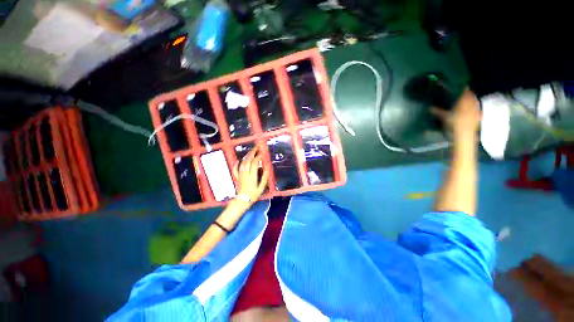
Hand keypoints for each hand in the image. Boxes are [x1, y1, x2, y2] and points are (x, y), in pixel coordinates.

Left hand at [232, 146, 268, 204]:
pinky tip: (238, 160)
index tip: (262, 153)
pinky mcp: (237, 177)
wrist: (242, 200)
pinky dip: (236, 163)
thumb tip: (267, 169)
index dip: (258, 157)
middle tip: (256, 147)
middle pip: (248, 160)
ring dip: (246, 156)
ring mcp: (240, 175)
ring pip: (242, 163)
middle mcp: (245, 173)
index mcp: (252, 176)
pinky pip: (235, 169)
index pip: (254, 163)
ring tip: (251, 151)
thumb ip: (264, 178)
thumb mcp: (261, 187)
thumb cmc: (253, 195)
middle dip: (252, 153)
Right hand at [432, 88, 481, 135]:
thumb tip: (429, 108)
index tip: (458, 86)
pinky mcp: (479, 115)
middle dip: (466, 94)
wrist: (465, 133)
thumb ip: (437, 111)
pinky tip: (471, 110)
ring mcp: (476, 109)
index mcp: (464, 100)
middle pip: (470, 95)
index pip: (464, 90)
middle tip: (461, 94)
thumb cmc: (454, 123)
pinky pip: (477, 109)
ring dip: (470, 100)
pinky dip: (474, 108)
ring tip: (465, 101)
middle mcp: (472, 102)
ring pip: (474, 101)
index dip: (462, 87)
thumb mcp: (443, 117)